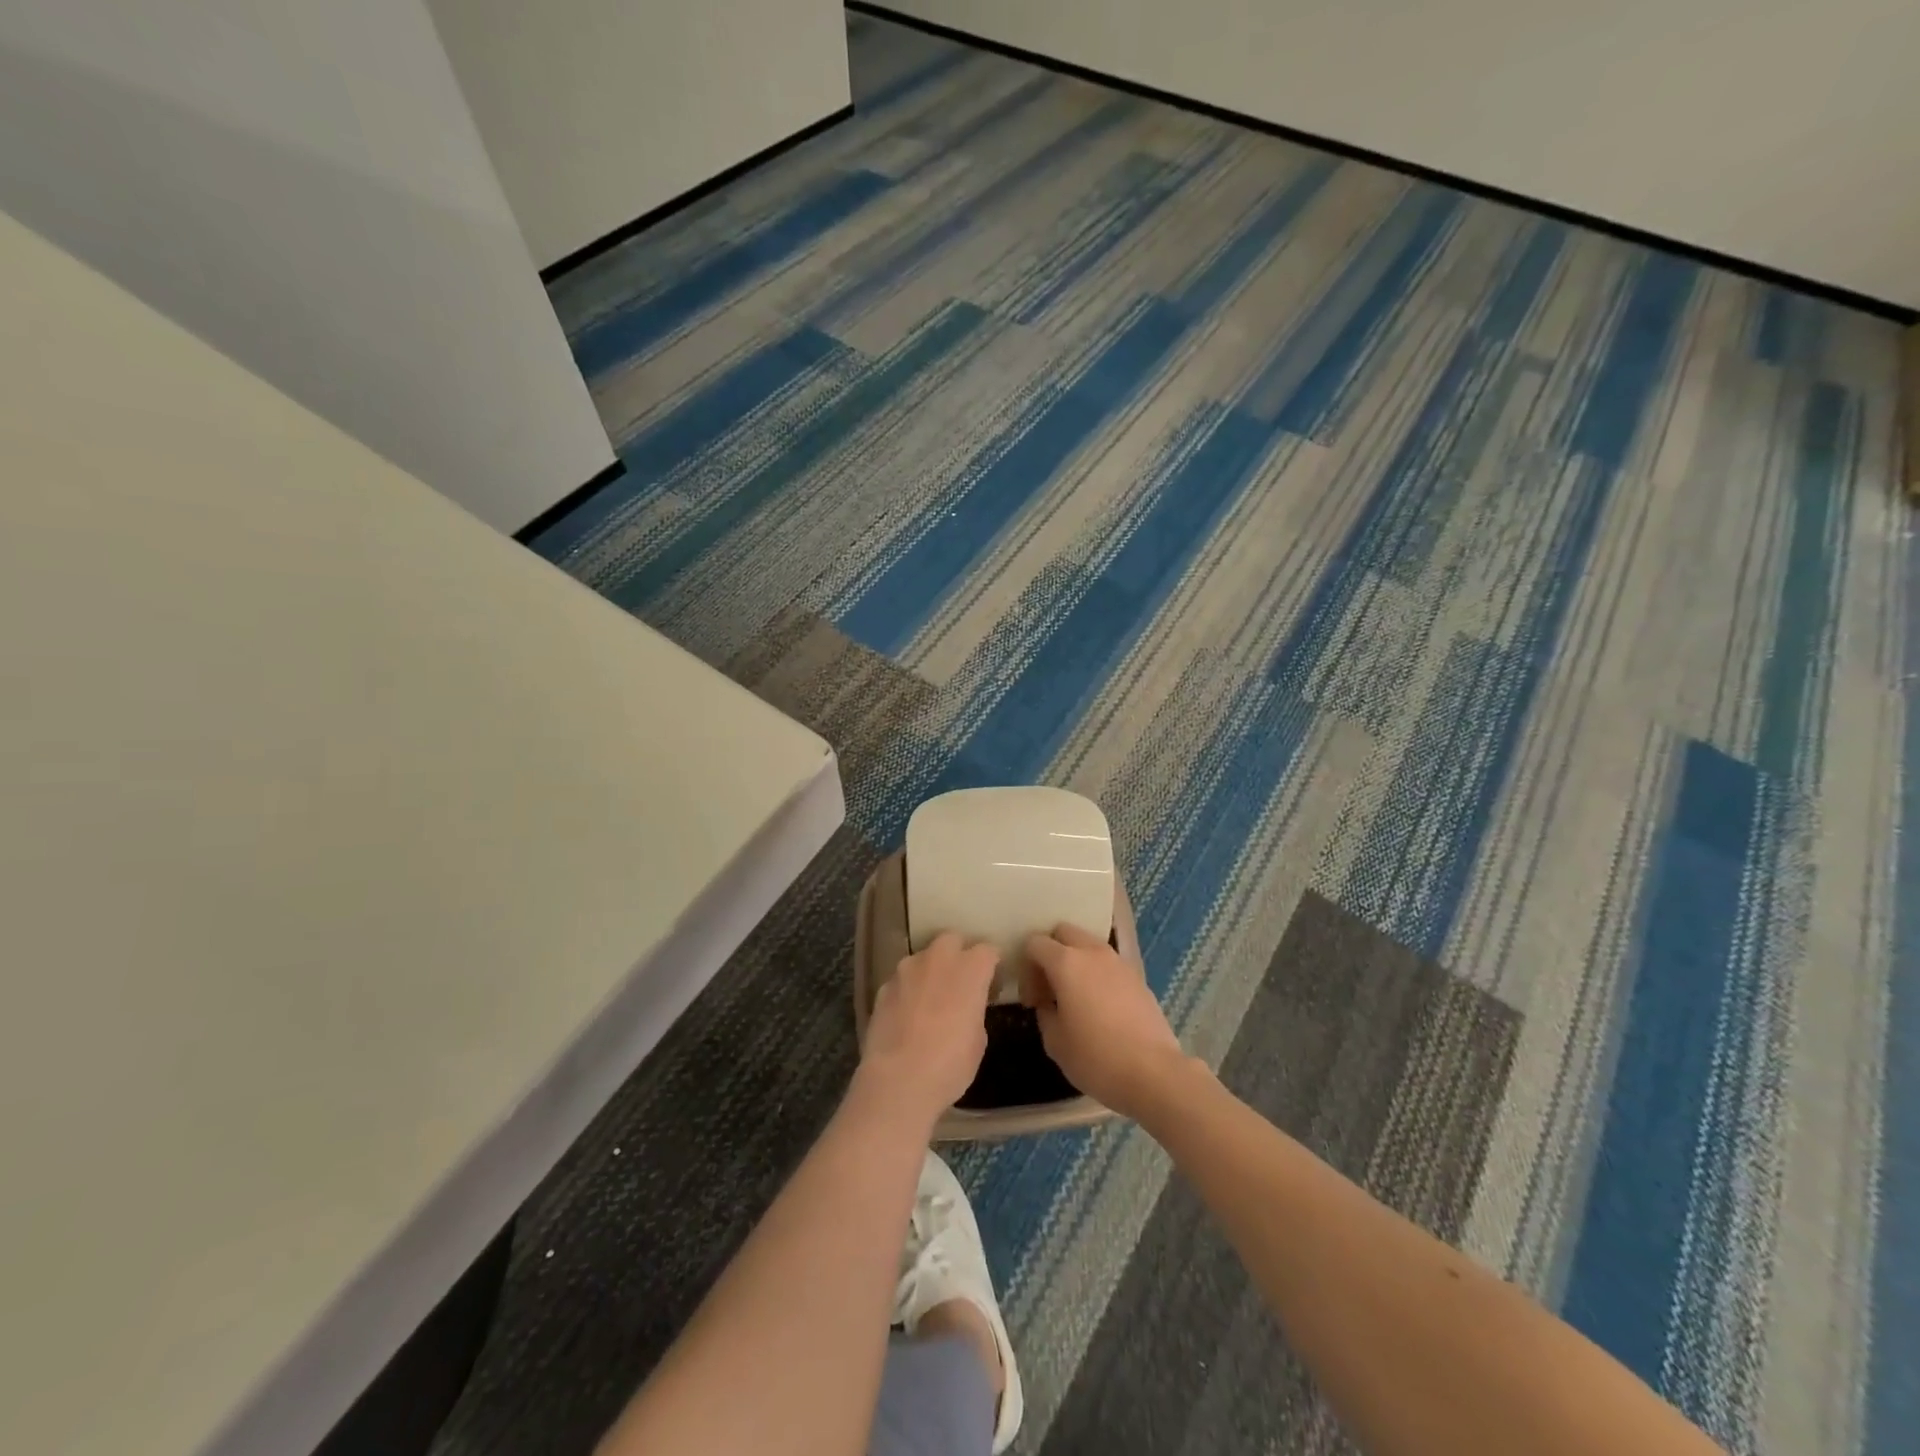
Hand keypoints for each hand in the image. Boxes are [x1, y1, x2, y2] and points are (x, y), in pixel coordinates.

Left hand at [860, 931, 997, 1123]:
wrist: (899, 1080)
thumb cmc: (950, 1064)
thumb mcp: (978, 1039)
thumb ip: (974, 1009)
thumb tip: (966, 1007)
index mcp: (970, 969)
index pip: (988, 950)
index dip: (992, 965)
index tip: (992, 984)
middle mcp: (938, 958)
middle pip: (952, 939)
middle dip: (959, 953)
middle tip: (961, 981)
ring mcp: (906, 969)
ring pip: (923, 957)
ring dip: (930, 970)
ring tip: (931, 998)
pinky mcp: (883, 986)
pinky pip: (902, 979)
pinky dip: (908, 989)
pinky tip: (908, 1014)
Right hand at [1022, 923, 1186, 1118]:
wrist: (1154, 1073)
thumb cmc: (1096, 1058)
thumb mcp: (1055, 1042)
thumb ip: (1044, 1013)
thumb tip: (1048, 1004)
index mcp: (1066, 963)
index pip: (1035, 943)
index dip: (1026, 968)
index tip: (1032, 1000)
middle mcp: (1092, 953)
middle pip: (1063, 932)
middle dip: (1050, 953)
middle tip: (1049, 987)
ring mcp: (1119, 962)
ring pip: (1088, 944)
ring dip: (1075, 961)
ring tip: (1075, 996)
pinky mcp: (1137, 977)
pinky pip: (1108, 963)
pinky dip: (1096, 973)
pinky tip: (1099, 1005)